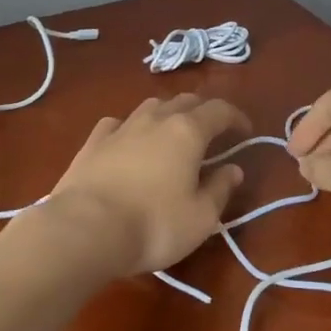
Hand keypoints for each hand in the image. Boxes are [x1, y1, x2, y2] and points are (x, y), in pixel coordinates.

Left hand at [47, 93, 250, 274]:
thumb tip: (233, 169)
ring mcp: (121, 128)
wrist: (85, 230)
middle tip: (212, 130)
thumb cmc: (154, 225)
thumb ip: (220, 189)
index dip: (236, 117)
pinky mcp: (92, 143)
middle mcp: (155, 120)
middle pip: (185, 101)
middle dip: (203, 111)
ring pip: (150, 106)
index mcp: (187, 132)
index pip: (219, 110)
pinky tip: (128, 139)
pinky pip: (117, 123)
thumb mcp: (201, 217)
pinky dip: (130, 127)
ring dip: (167, 113)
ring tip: (172, 132)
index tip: (245, 131)